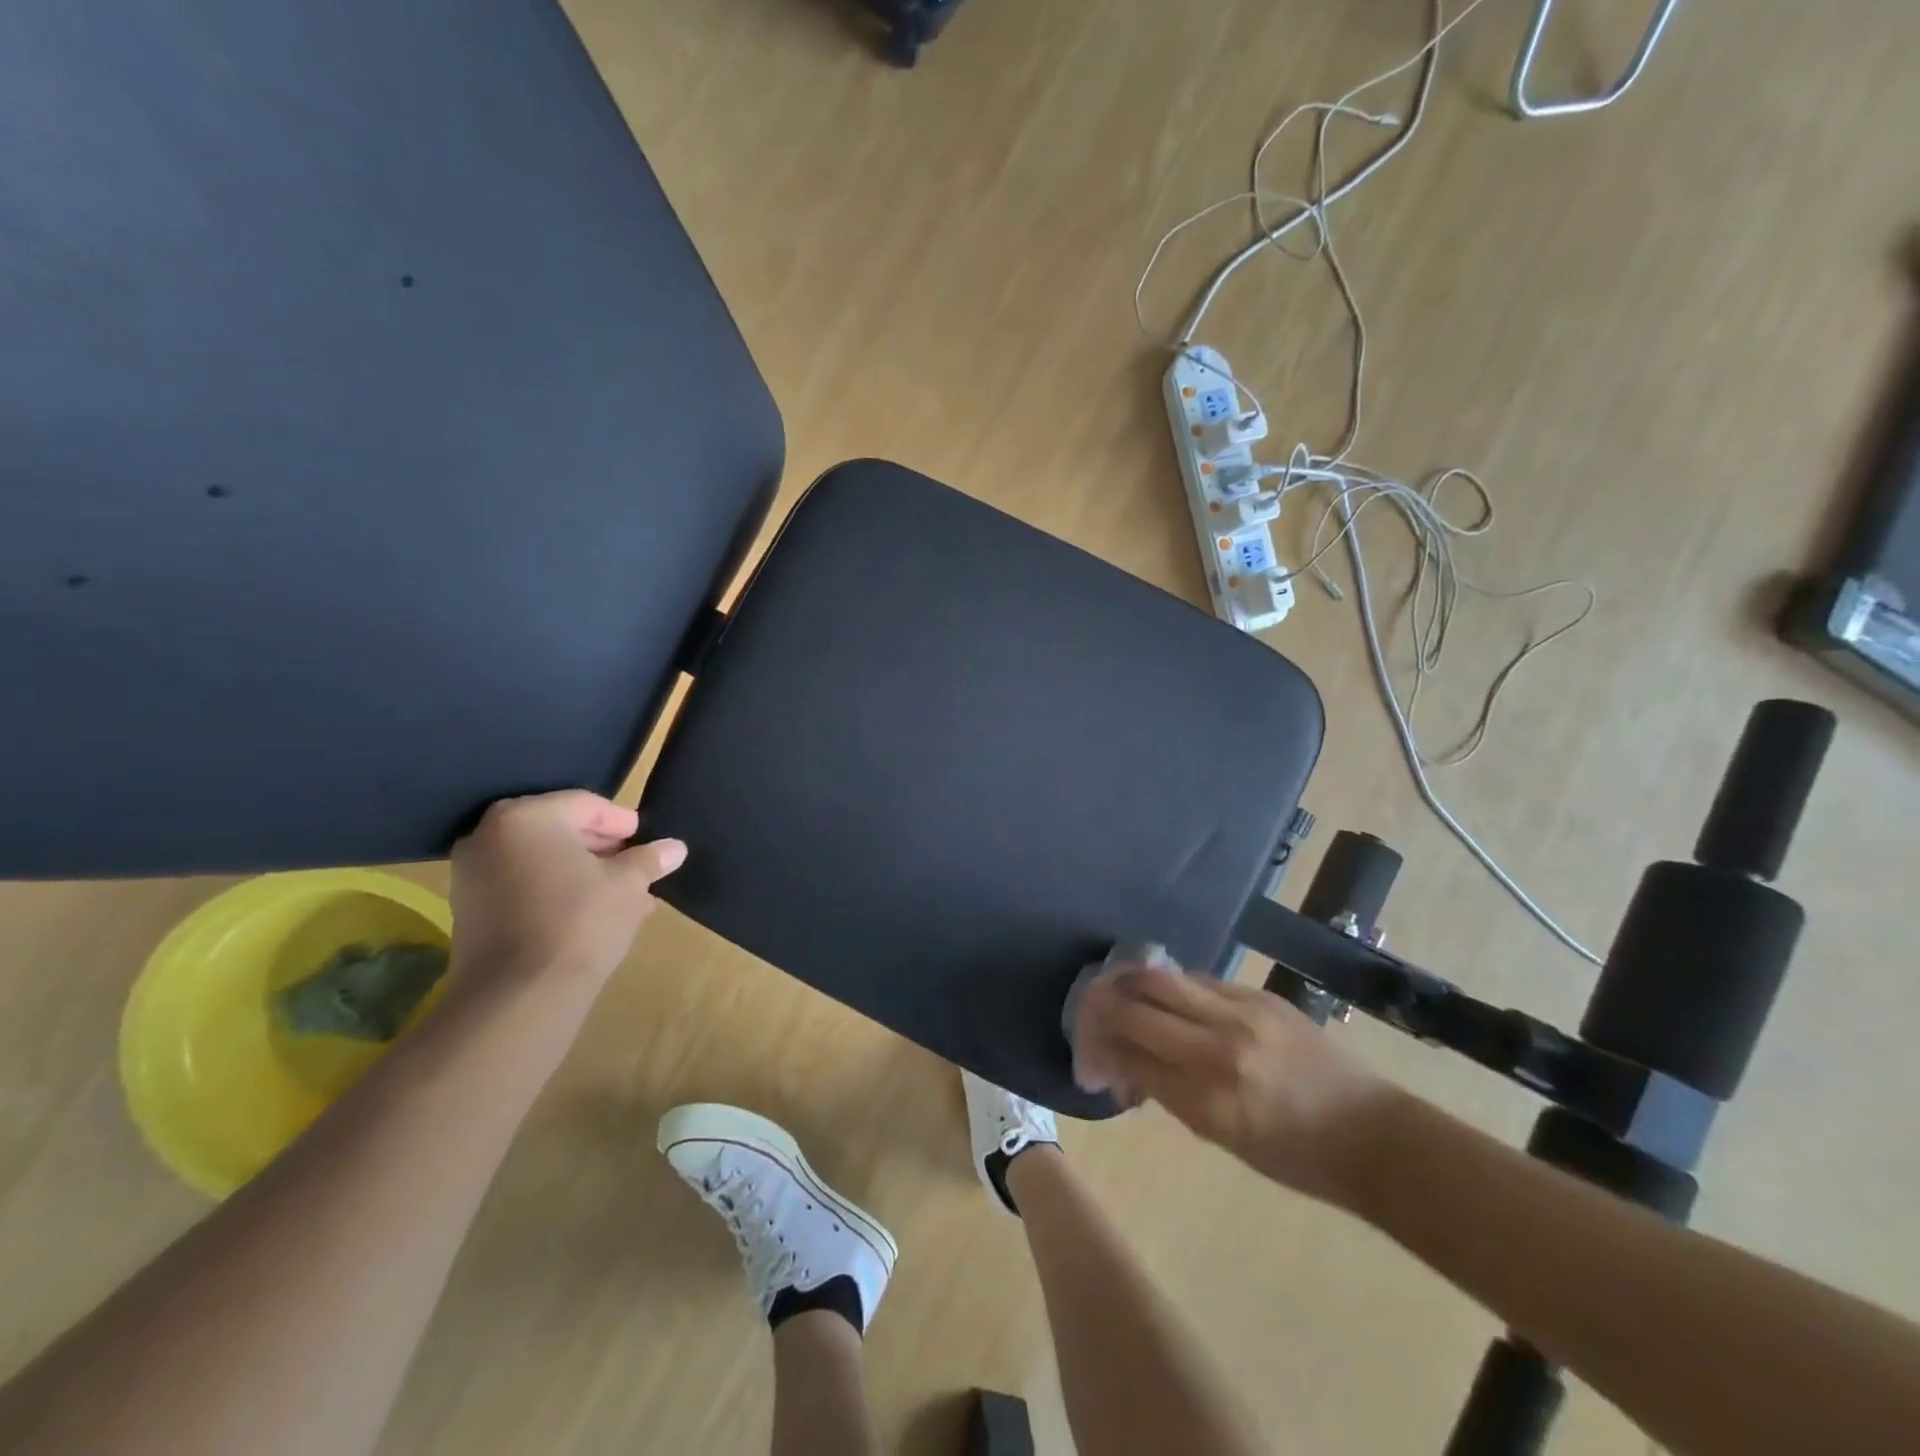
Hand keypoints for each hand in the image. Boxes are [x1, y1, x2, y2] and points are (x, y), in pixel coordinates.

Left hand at [447, 791, 685, 999]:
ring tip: (621, 894)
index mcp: (527, 817)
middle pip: (558, 830)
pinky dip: (555, 891)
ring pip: (541, 860)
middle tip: (635, 865)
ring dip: (581, 872)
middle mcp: (489, 836)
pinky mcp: (469, 911)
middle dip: (601, 848)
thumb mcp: (628, 885)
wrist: (518, 996)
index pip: (584, 805)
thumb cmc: (580, 921)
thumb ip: (649, 860)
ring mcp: (472, 875)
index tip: (645, 840)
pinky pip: (521, 886)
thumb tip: (675, 848)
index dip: (621, 821)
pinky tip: (590, 913)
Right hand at [1077, 969, 1397, 1204]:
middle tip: (1088, 1012)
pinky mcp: (1258, 995)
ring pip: (1160, 978)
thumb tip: (1127, 1064)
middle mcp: (1217, 1048)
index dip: (1098, 1052)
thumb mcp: (1221, 1138)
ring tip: (1114, 988)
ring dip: (1128, 981)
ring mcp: (1240, 1014)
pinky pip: (1198, 979)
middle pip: (1135, 1007)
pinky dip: (1172, 986)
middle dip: (1100, 1007)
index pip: (1129, 1057)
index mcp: (1207, 1100)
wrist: (1371, 1134)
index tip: (1089, 1059)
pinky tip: (1166, 995)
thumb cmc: (1295, 1157)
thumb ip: (1169, 1092)